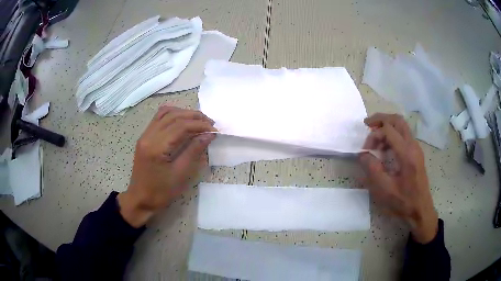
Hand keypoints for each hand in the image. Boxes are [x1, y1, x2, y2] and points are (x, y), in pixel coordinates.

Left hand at [118, 106, 216, 227]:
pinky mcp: (144, 137)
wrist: (140, 199)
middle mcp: (148, 136)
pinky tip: (182, 120)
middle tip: (210, 123)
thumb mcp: (180, 174)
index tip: (215, 130)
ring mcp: (144, 135)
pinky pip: (159, 118)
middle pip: (173, 116)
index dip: (200, 125)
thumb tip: (209, 135)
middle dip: (194, 116)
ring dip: (184, 113)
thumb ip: (194, 151)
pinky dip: (173, 115)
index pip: (180, 126)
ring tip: (198, 120)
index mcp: (156, 147)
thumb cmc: (160, 192)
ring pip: (165, 113)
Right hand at [358, 113, 437, 243]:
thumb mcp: (384, 189)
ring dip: (386, 127)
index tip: (365, 149)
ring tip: (375, 142)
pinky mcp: (416, 153)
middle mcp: (413, 146)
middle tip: (367, 124)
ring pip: (401, 126)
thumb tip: (362, 154)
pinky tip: (385, 149)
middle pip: (397, 120)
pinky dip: (392, 135)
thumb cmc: (403, 202)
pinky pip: (404, 135)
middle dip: (381, 119)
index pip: (388, 130)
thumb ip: (372, 168)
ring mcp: (416, 148)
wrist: (420, 210)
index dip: (373, 135)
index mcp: (407, 153)